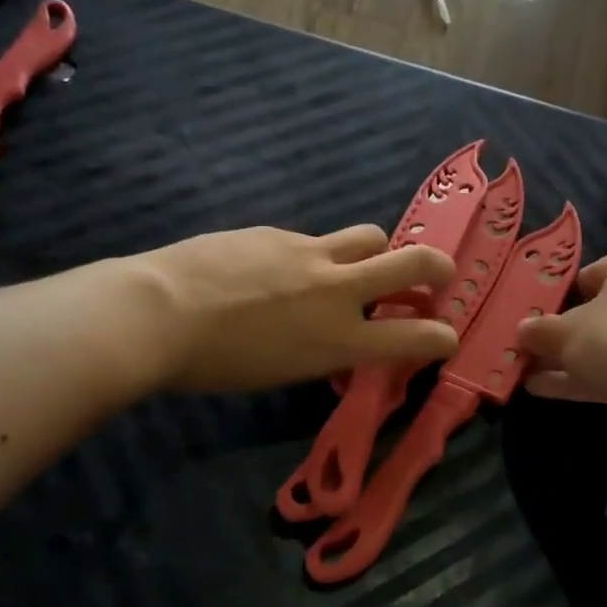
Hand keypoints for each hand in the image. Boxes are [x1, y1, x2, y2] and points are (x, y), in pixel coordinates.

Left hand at [138, 225, 458, 392]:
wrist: (158, 311)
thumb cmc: (215, 364)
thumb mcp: (282, 372)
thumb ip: (323, 351)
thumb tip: (339, 341)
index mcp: (340, 339)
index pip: (415, 338)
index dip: (441, 337)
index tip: (447, 336)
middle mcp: (337, 291)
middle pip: (413, 261)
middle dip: (437, 267)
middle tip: (439, 274)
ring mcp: (309, 253)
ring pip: (368, 236)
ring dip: (377, 251)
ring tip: (358, 265)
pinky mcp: (278, 233)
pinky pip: (313, 240)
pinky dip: (314, 256)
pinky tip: (278, 270)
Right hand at [516, 255, 606, 439]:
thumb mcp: (566, 332)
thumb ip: (540, 331)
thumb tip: (522, 330)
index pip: (594, 273)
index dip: (563, 291)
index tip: (536, 310)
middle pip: (599, 313)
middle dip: (562, 332)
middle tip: (528, 345)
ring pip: (605, 347)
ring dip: (567, 360)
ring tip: (525, 370)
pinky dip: (582, 380)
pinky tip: (543, 391)